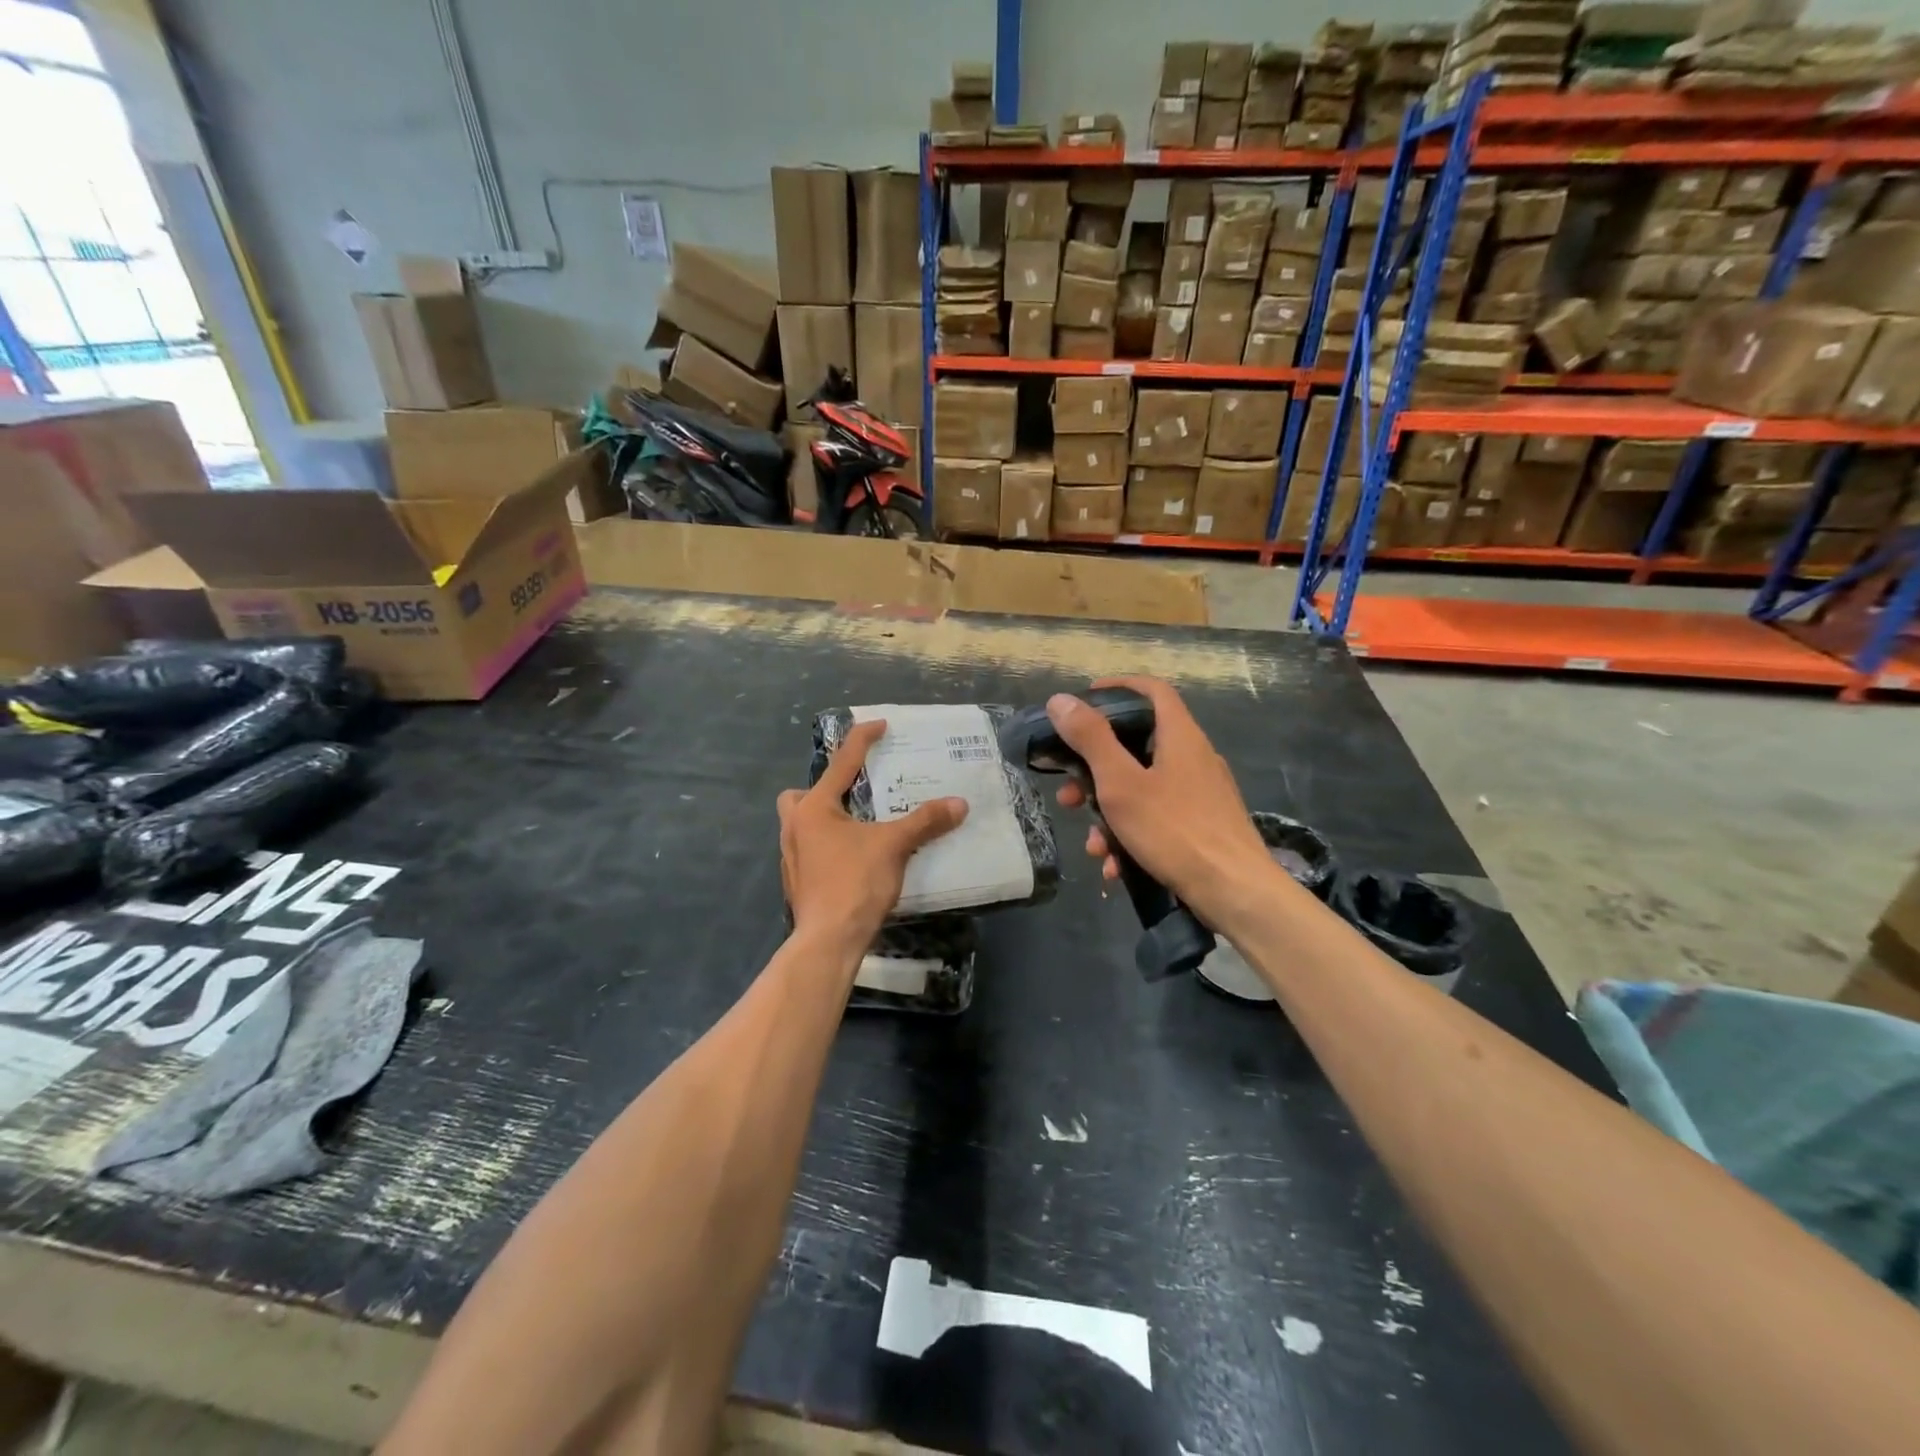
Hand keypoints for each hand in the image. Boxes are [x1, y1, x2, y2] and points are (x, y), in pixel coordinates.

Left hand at [778, 720, 967, 951]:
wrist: (829, 940)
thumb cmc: (856, 882)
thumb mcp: (894, 846)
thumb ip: (925, 821)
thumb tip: (959, 804)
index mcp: (814, 809)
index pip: (841, 763)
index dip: (862, 740)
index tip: (880, 725)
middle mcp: (795, 827)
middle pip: (798, 795)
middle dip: (821, 791)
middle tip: (852, 797)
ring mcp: (791, 857)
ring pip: (800, 825)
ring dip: (824, 820)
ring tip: (857, 828)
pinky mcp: (797, 882)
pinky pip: (809, 851)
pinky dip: (827, 847)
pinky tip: (852, 859)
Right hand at [1049, 678, 1276, 930]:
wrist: (1235, 893)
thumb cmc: (1174, 830)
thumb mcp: (1121, 783)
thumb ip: (1090, 740)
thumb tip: (1061, 699)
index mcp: (1180, 736)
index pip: (1152, 690)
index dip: (1118, 686)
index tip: (1084, 699)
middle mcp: (1194, 757)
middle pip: (1137, 746)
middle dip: (1095, 771)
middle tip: (1068, 792)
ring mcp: (1201, 794)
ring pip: (1143, 789)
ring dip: (1109, 814)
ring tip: (1093, 845)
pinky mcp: (1203, 826)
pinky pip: (1158, 819)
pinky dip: (1132, 836)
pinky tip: (1116, 866)